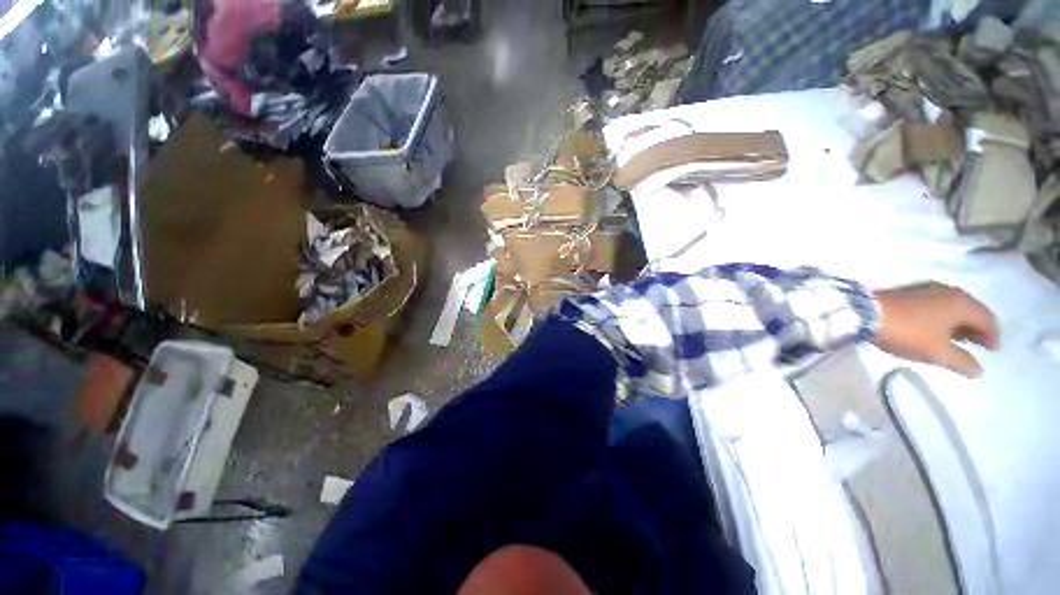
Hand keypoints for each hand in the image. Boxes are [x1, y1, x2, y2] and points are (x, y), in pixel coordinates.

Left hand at [873, 283, 999, 377]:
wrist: (863, 314)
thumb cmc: (908, 332)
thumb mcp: (938, 353)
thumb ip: (962, 362)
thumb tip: (979, 370)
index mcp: (962, 302)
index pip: (988, 319)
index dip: (993, 336)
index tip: (991, 352)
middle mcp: (948, 291)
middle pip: (972, 311)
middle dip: (976, 329)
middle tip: (976, 346)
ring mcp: (926, 289)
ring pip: (952, 308)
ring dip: (958, 324)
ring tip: (955, 341)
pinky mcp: (908, 293)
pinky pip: (935, 306)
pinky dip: (941, 318)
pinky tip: (933, 331)